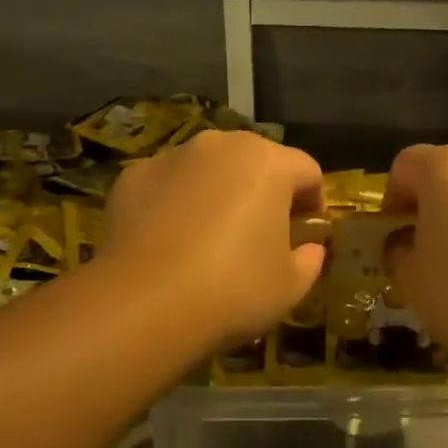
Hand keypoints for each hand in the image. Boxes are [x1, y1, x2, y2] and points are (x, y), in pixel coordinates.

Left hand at [98, 131, 327, 352]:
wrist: (144, 303)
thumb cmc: (233, 289)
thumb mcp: (290, 286)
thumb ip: (310, 259)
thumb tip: (310, 248)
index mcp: (267, 162)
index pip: (307, 171)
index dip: (314, 201)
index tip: (308, 233)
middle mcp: (220, 145)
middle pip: (255, 160)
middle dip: (264, 190)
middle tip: (262, 233)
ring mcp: (172, 156)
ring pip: (208, 168)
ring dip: (218, 191)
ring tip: (211, 236)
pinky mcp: (134, 175)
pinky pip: (168, 184)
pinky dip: (175, 202)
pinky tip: (169, 240)